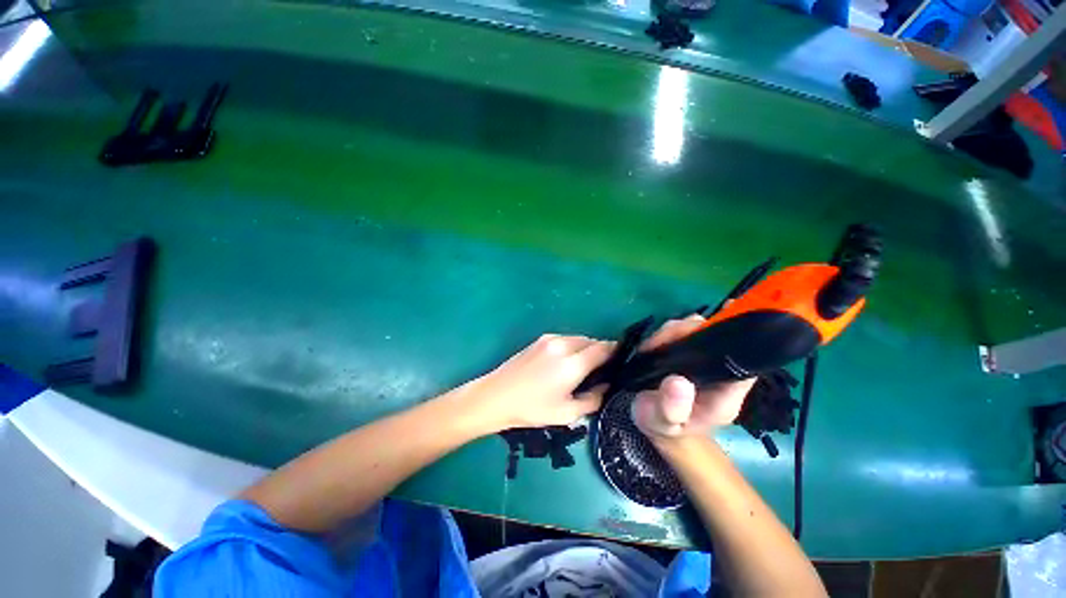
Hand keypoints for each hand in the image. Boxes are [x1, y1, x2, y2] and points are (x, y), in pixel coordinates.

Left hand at [461, 334, 612, 432]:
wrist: (496, 396)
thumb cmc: (532, 409)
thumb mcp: (567, 413)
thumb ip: (593, 399)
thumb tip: (607, 386)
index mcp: (572, 363)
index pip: (603, 349)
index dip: (616, 352)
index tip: (622, 360)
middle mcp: (563, 344)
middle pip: (592, 341)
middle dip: (601, 351)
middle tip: (602, 369)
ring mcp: (550, 339)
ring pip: (579, 338)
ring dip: (586, 348)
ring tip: (584, 366)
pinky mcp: (541, 338)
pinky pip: (566, 339)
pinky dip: (573, 346)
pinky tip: (566, 362)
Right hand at [631, 315, 755, 439]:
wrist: (659, 424)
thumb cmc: (665, 427)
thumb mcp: (662, 424)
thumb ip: (671, 409)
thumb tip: (677, 381)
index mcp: (727, 390)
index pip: (741, 357)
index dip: (721, 341)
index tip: (687, 341)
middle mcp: (721, 368)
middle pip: (716, 334)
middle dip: (684, 332)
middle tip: (656, 345)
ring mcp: (706, 357)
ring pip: (697, 328)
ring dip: (671, 332)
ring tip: (650, 348)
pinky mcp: (689, 350)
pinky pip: (682, 331)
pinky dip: (666, 333)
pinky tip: (652, 346)